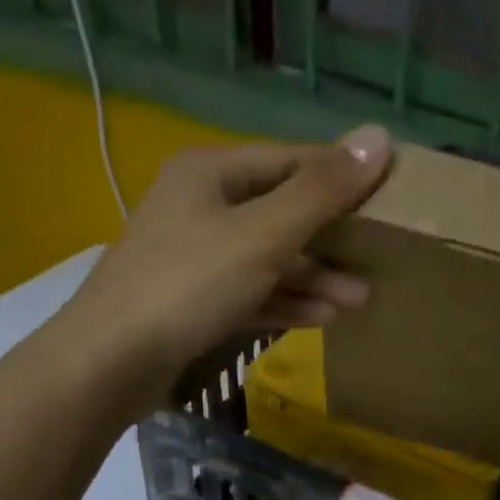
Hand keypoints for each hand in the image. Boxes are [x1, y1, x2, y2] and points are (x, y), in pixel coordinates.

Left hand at [54, 127, 391, 412]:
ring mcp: (195, 256)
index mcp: (211, 172)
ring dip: (313, 277)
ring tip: (360, 300)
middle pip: (281, 212)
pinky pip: (251, 291)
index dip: (342, 176)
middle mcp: (202, 205)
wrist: (110, 362)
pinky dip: (285, 302)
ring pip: (268, 258)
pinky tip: (322, 318)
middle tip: (379, 260)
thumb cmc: (187, 286)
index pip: (292, 161)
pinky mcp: (194, 300)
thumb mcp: (262, 235)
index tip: (389, 198)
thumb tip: (379, 137)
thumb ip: (321, 192)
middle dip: (331, 239)